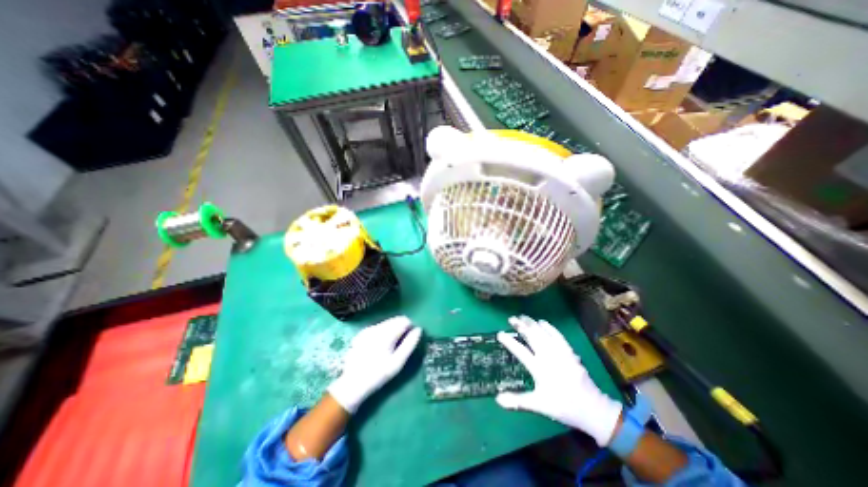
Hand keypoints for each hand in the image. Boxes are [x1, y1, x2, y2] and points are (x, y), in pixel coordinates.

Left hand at [326, 317, 424, 413]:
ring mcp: (368, 329)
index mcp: (387, 333)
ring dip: (392, 330)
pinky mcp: (361, 334)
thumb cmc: (378, 374)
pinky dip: (382, 332)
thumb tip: (418, 329)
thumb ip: (409, 344)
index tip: (409, 340)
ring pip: (386, 323)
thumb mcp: (397, 362)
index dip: (410, 328)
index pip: (404, 320)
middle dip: (401, 328)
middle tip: (400, 345)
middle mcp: (377, 327)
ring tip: (390, 347)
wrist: (352, 384)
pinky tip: (379, 347)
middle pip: (395, 320)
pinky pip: (377, 327)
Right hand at [494, 317, 623, 445]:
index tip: (500, 334)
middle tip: (511, 319)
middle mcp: (548, 357)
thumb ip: (518, 401)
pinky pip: (557, 335)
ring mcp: (560, 352)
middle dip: (521, 326)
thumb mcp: (539, 405)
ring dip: (532, 323)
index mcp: (539, 369)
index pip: (520, 351)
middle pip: (532, 336)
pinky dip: (549, 327)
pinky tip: (542, 321)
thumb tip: (497, 400)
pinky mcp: (569, 351)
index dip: (509, 341)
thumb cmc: (563, 406)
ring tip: (523, 316)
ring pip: (543, 333)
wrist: (592, 408)